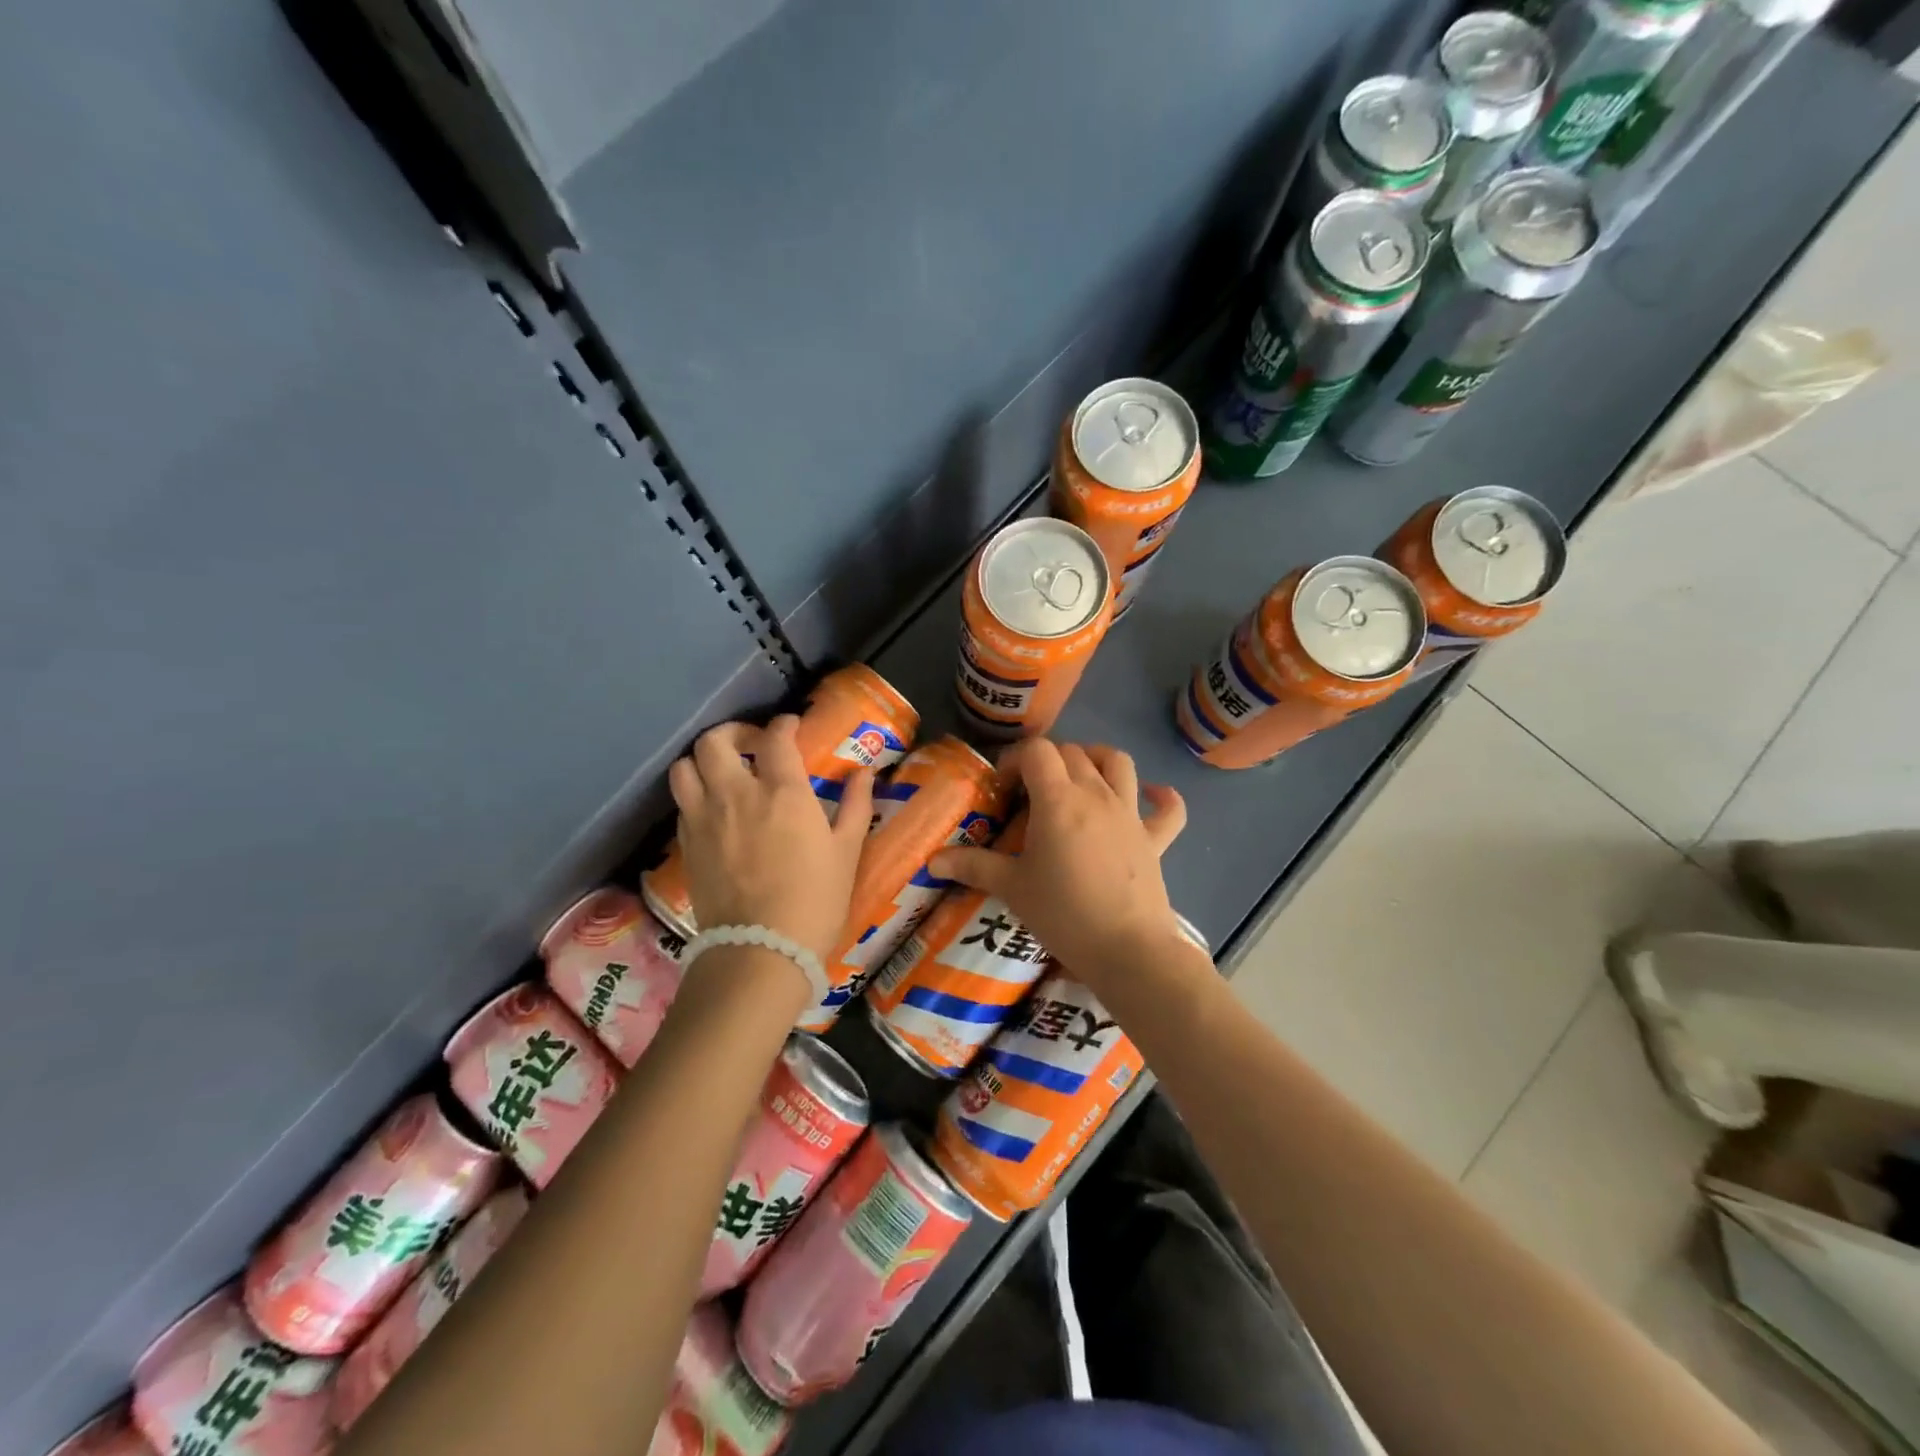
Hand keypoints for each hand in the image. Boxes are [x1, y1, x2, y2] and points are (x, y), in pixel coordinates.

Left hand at [668, 716, 874, 964]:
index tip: (792, 726)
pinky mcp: (686, 844)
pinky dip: (695, 793)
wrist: (761, 950)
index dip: (784, 724)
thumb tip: (865, 773)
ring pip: (684, 767)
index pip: (775, 737)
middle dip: (733, 733)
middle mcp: (736, 794)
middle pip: (714, 741)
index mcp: (783, 792)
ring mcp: (704, 818)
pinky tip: (714, 809)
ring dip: (703, 760)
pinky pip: (681, 802)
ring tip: (723, 771)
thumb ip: (856, 805)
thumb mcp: (847, 851)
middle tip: (752, 745)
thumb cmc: (815, 900)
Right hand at [928, 738, 1187, 985]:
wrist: (1127, 950)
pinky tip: (1151, 796)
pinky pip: (1169, 809)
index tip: (1002, 787)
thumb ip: (973, 866)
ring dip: (1097, 759)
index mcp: (1059, 799)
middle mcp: (1096, 794)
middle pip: (1072, 752)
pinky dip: (1161, 797)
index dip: (1015, 759)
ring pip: (1118, 763)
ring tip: (1079, 777)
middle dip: (1047, 761)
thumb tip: (933, 860)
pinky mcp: (1155, 839)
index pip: (1037, 751)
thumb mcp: (1012, 888)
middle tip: (1029, 792)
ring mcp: (1130, 814)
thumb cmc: (1063, 914)